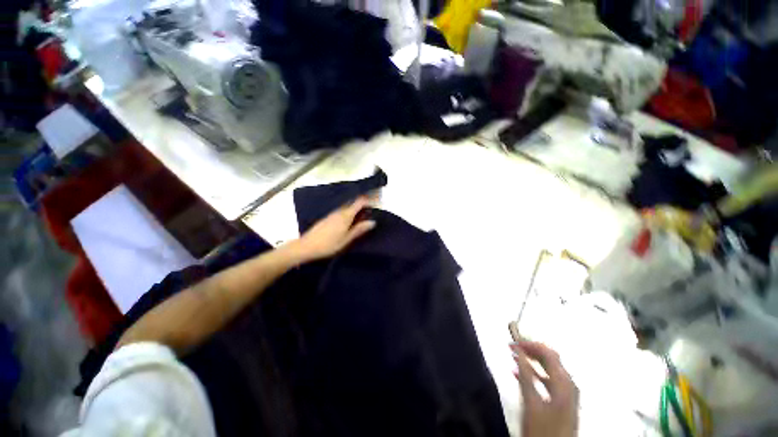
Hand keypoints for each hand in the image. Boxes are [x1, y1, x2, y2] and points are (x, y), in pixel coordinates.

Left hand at [292, 196, 375, 261]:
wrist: (306, 246)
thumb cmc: (328, 244)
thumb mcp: (346, 239)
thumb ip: (359, 229)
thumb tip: (373, 222)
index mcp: (345, 215)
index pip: (359, 202)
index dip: (369, 200)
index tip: (378, 201)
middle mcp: (339, 211)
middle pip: (353, 202)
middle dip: (364, 202)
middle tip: (374, 206)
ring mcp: (332, 214)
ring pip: (348, 206)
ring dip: (357, 207)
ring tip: (365, 212)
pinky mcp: (328, 218)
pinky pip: (342, 210)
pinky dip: (350, 211)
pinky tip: (352, 218)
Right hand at [511, 341, 578, 436]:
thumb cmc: (543, 429)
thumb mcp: (531, 401)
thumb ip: (525, 374)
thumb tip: (518, 352)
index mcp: (563, 383)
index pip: (548, 353)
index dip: (529, 344)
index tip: (513, 343)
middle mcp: (568, 386)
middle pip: (551, 359)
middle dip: (531, 350)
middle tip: (513, 346)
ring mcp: (567, 395)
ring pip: (549, 369)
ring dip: (532, 360)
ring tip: (515, 356)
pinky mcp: (562, 403)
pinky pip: (548, 380)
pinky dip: (534, 373)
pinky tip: (520, 374)